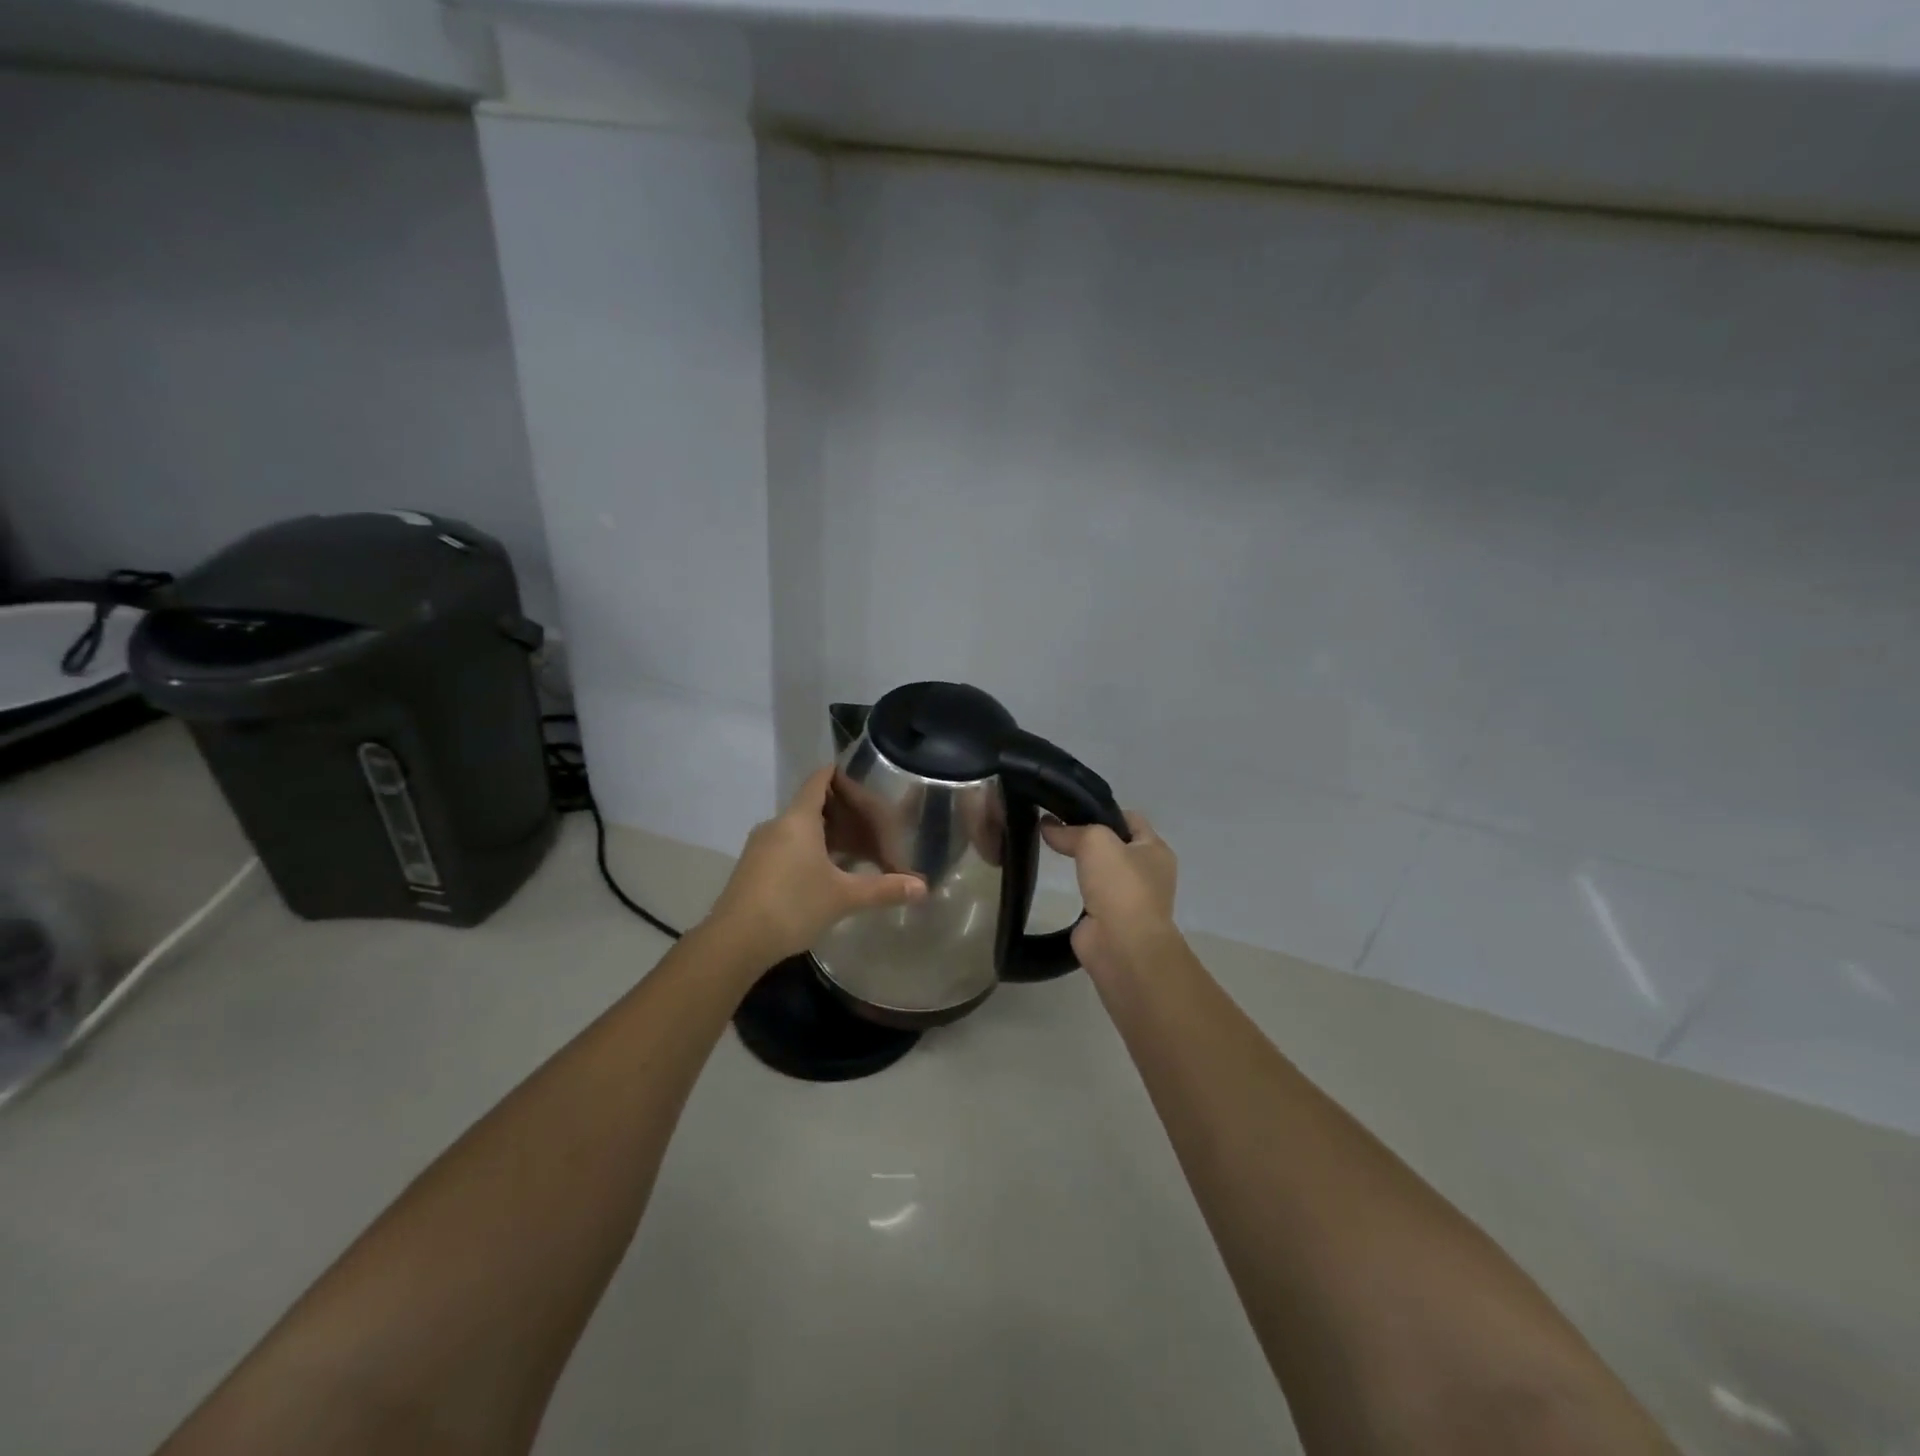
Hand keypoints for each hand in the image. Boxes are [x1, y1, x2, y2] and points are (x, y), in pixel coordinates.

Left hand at [705, 768, 926, 965]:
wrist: (734, 941)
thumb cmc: (793, 906)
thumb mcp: (844, 897)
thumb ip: (884, 889)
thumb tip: (923, 888)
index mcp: (799, 819)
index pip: (819, 780)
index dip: (840, 775)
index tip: (863, 780)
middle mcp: (777, 825)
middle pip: (811, 804)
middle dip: (841, 812)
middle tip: (870, 825)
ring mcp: (760, 847)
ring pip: (798, 828)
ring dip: (825, 834)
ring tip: (853, 851)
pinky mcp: (752, 868)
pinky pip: (786, 846)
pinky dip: (808, 850)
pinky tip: (824, 874)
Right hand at [1040, 810, 1177, 973]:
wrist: (1122, 946)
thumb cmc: (1120, 886)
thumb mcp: (1096, 841)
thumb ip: (1071, 831)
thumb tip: (1047, 826)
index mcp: (1156, 850)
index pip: (1130, 819)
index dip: (1102, 810)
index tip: (1071, 809)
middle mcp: (1148, 872)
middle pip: (1115, 844)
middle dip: (1089, 837)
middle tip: (1056, 828)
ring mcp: (1130, 898)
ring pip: (1103, 870)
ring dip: (1083, 865)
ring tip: (1052, 851)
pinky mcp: (1110, 919)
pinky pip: (1092, 895)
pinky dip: (1077, 889)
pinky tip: (1057, 882)